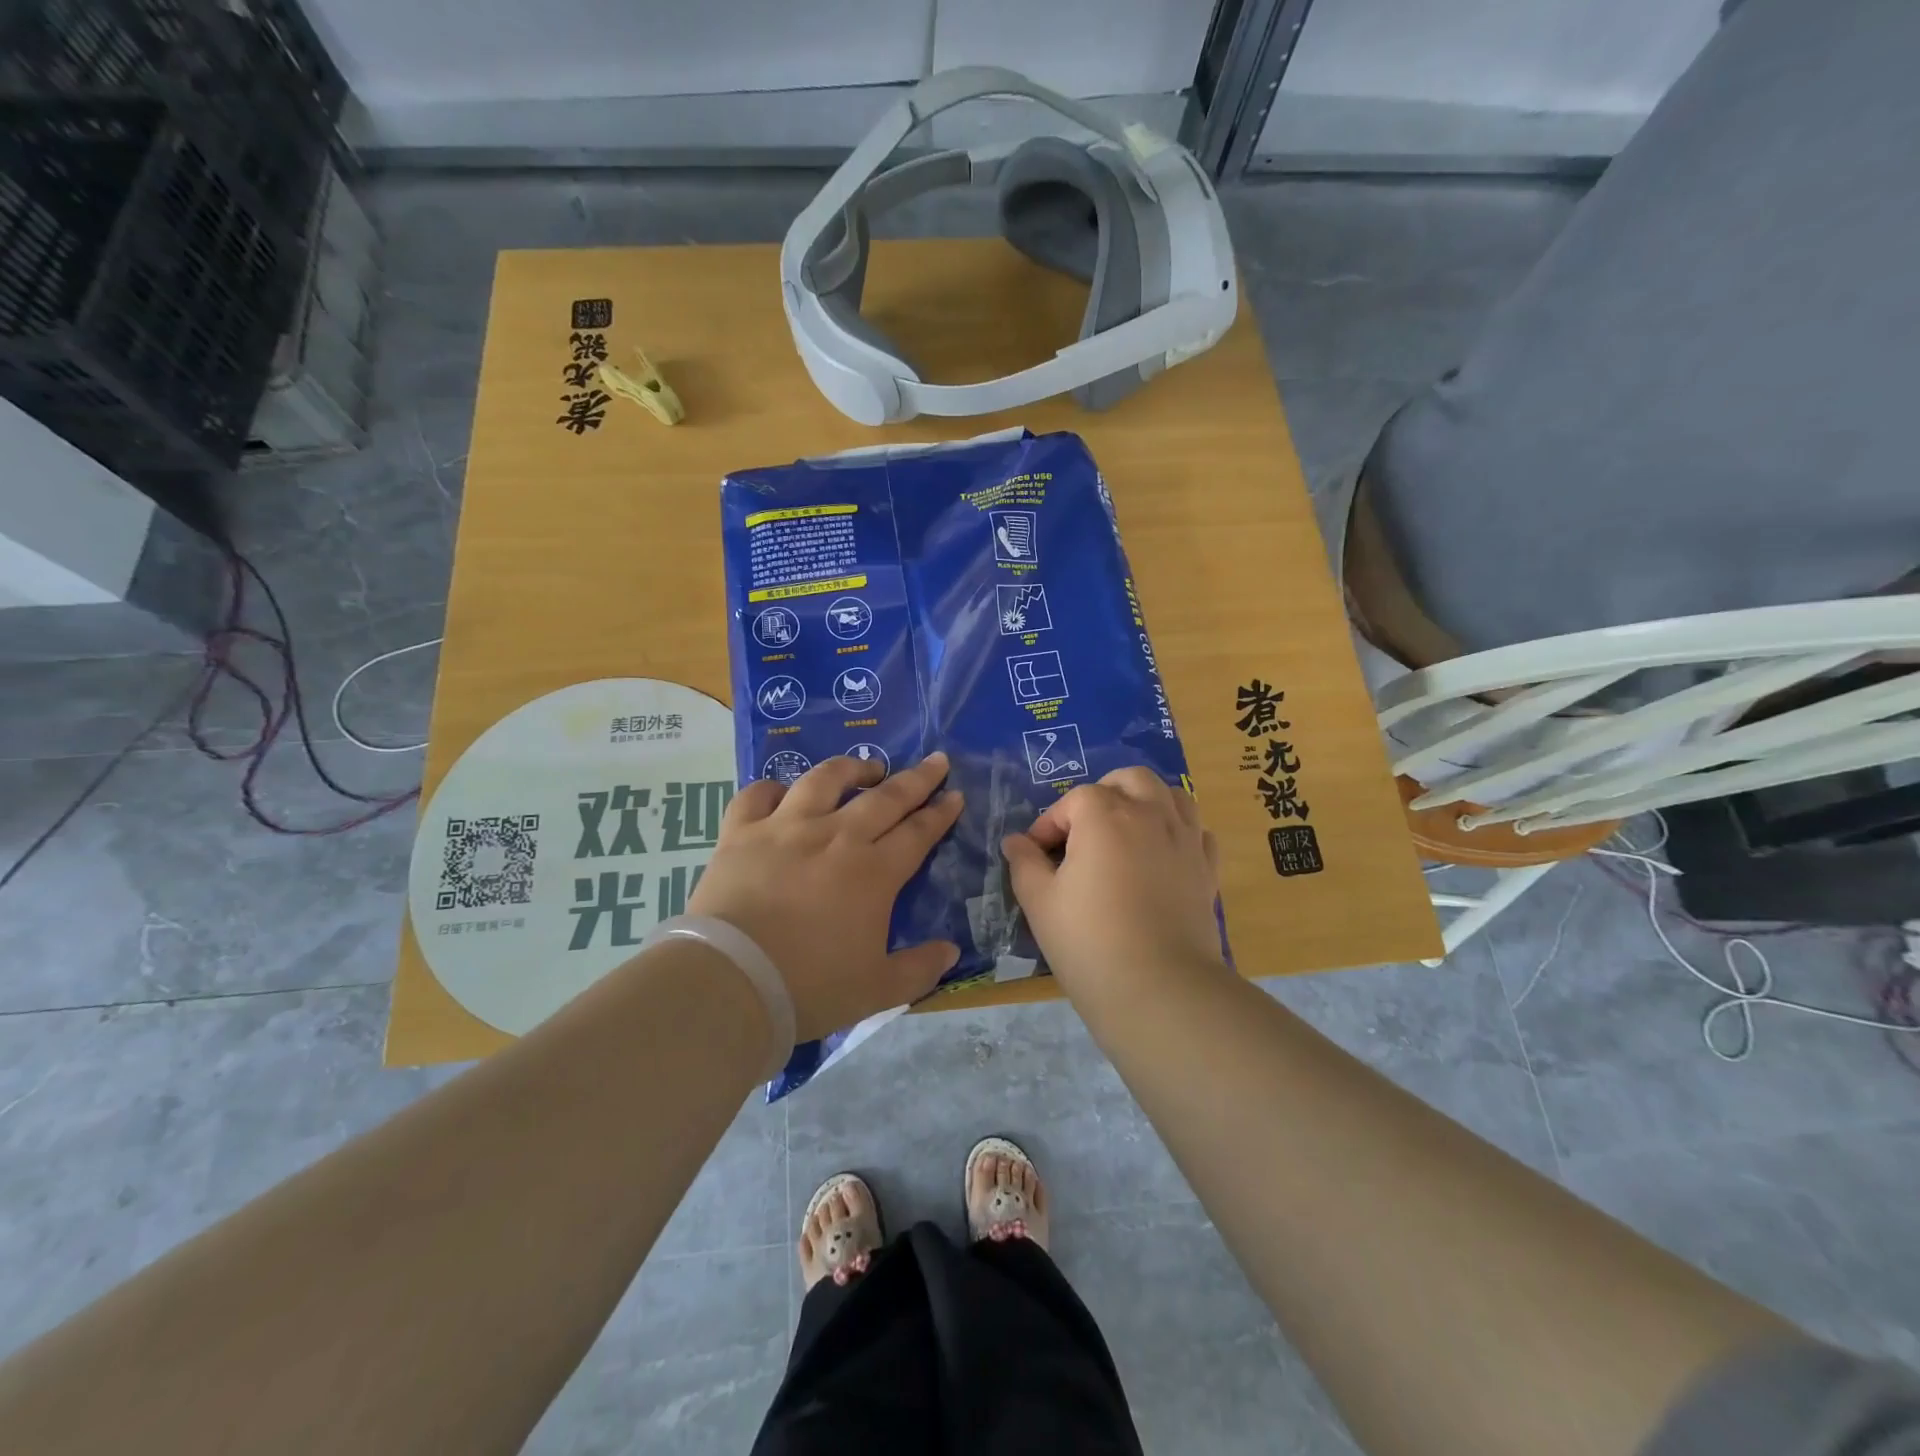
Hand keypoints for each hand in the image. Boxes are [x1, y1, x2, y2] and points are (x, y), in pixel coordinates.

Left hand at [687, 752, 964, 1040]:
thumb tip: (952, 950)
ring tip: (865, 767)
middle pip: (884, 798)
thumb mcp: (877, 989)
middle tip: (935, 760)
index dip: (940, 813)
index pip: (917, 833)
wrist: (731, 981)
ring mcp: (786, 828)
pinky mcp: (741, 832)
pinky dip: (772, 788)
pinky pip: (757, 795)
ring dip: (850, 769)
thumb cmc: (810, 986)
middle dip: (916, 778)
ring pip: (824, 780)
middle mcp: (835, 837)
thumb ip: (920, 969)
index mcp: (873, 872)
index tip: (955, 794)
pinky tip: (782, 791)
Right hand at [1002, 767, 1224, 995]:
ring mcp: (1185, 839)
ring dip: (1146, 802)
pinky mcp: (1207, 868)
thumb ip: (1025, 863)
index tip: (1036, 854)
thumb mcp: (1040, 902)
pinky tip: (1163, 856)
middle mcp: (1150, 814)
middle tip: (1084, 829)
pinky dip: (1179, 832)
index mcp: (1105, 816)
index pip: (1073, 800)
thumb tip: (1015, 841)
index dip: (1049, 824)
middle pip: (1129, 780)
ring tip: (1126, 831)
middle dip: (1103, 794)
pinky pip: (1198, 831)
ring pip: (1172, 794)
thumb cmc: (1089, 942)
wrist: (1160, 989)